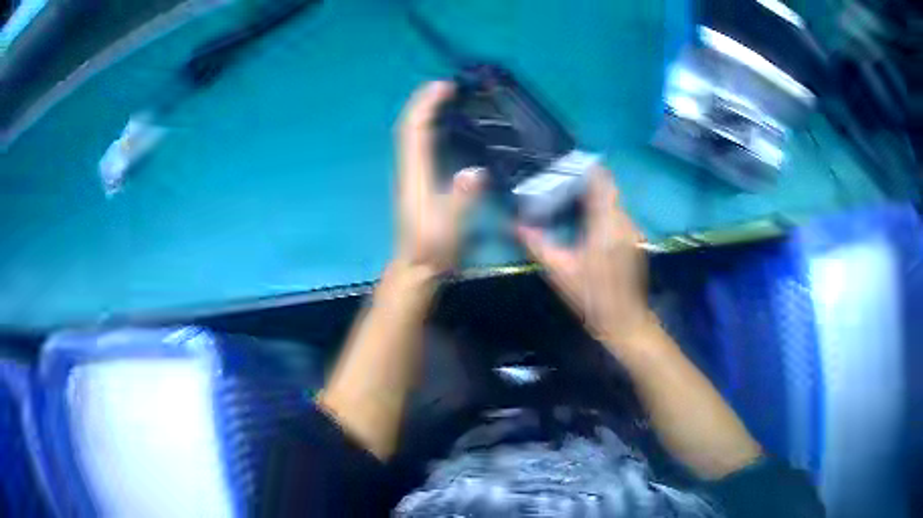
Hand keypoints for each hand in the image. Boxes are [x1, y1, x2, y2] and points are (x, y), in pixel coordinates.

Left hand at [395, 81, 482, 277]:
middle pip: (410, 126)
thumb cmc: (433, 249)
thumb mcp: (450, 228)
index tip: (445, 86)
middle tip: (447, 85)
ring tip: (446, 97)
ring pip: (412, 134)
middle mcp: (409, 169)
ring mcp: (411, 175)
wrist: (417, 268)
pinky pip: (419, 145)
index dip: (426, 105)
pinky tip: (444, 126)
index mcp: (415, 175)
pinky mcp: (417, 181)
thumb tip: (476, 172)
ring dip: (425, 111)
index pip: (415, 130)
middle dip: (424, 101)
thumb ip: (462, 200)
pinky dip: (429, 127)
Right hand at [516, 168, 653, 346]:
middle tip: (560, 183)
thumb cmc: (591, 297)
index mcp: (606, 224)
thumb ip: (537, 245)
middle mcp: (623, 221)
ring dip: (595, 196)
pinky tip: (587, 221)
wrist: (624, 321)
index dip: (585, 168)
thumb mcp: (560, 271)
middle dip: (586, 182)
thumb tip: (515, 225)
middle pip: (608, 188)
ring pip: (614, 201)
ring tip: (571, 198)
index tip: (564, 166)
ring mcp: (632, 230)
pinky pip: (618, 214)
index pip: (601, 180)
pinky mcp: (635, 240)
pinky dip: (603, 210)